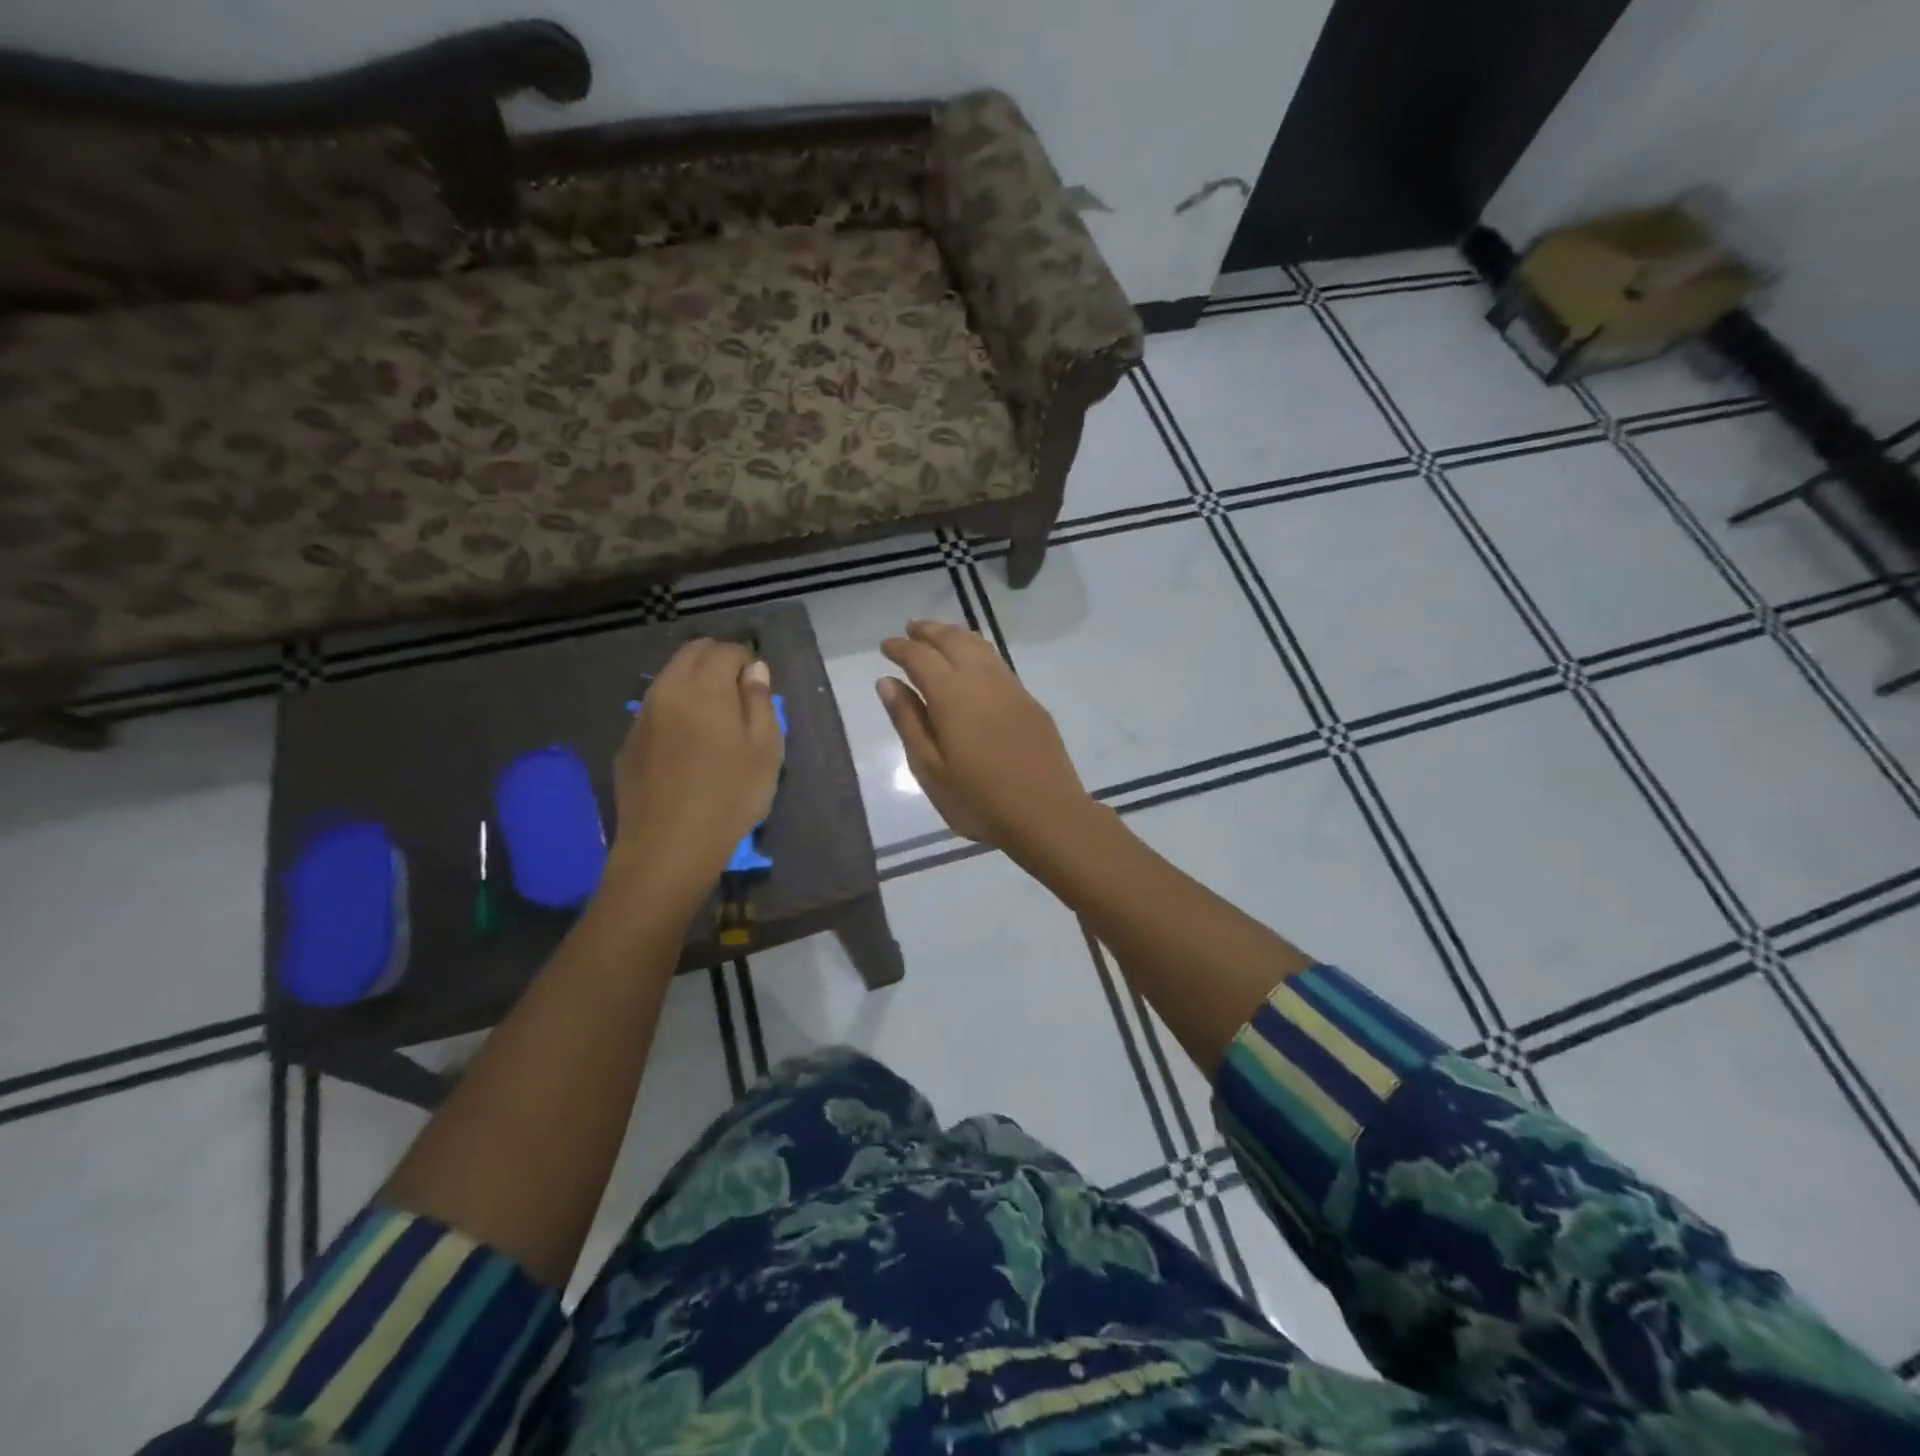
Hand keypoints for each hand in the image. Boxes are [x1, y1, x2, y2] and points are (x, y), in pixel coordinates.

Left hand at [608, 639, 783, 908]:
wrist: (668, 845)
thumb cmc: (729, 796)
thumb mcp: (765, 750)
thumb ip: (760, 702)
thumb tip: (755, 670)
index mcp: (705, 687)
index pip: (725, 650)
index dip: (746, 660)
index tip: (758, 685)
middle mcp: (668, 690)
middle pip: (691, 653)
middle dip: (717, 660)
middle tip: (739, 692)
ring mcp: (642, 715)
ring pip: (669, 677)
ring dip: (693, 682)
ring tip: (715, 714)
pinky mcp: (629, 741)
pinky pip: (655, 707)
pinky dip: (675, 707)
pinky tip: (688, 741)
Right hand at [877, 620, 1091, 851]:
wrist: (1046, 814)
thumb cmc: (978, 800)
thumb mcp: (930, 769)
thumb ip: (908, 721)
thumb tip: (888, 682)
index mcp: (952, 695)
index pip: (920, 657)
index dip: (900, 648)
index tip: (885, 645)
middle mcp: (982, 680)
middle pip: (953, 640)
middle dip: (929, 631)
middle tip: (910, 629)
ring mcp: (1011, 689)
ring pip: (979, 646)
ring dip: (954, 635)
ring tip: (938, 635)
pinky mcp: (1030, 702)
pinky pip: (997, 662)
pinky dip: (977, 650)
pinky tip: (973, 662)